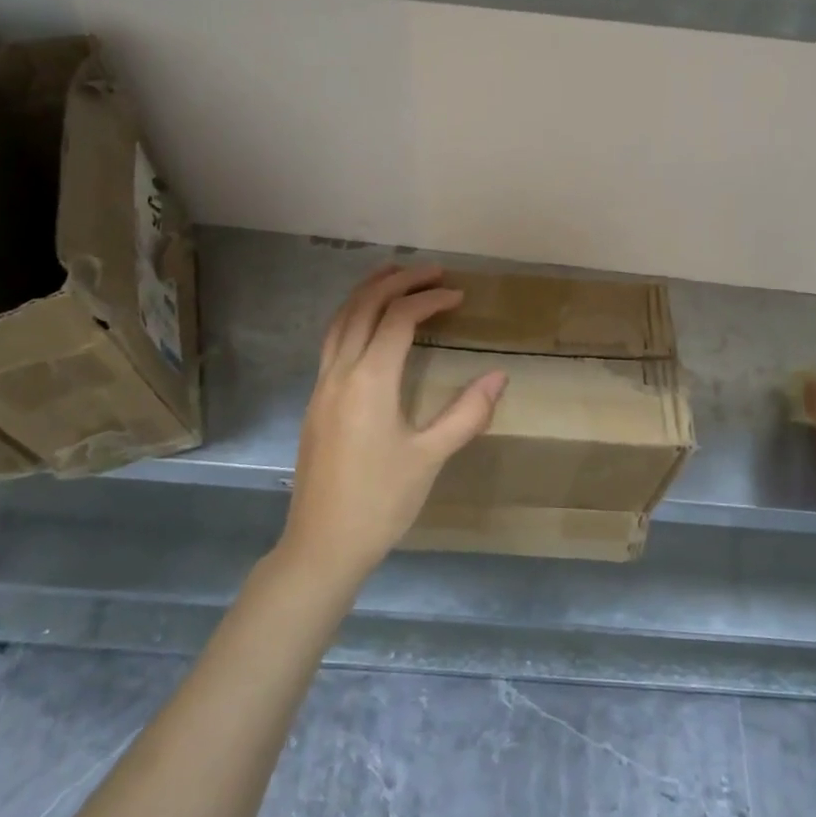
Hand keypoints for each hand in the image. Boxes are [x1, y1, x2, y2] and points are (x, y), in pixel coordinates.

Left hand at [279, 264, 507, 582]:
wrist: (322, 544)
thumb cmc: (381, 502)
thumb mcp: (430, 458)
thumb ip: (467, 413)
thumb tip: (499, 376)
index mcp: (369, 381)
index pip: (398, 319)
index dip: (429, 300)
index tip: (458, 295)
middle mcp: (340, 372)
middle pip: (363, 307)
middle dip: (397, 281)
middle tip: (432, 272)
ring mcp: (322, 385)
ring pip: (341, 320)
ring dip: (368, 292)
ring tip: (397, 277)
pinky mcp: (316, 400)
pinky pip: (332, 340)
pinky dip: (353, 315)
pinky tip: (370, 324)